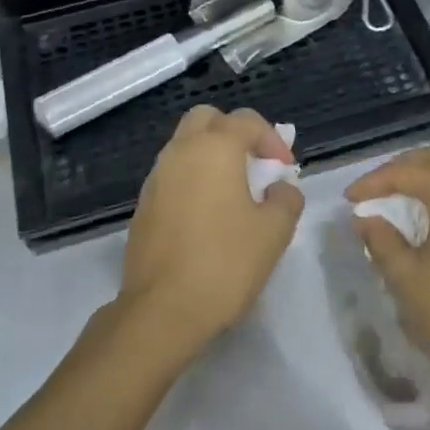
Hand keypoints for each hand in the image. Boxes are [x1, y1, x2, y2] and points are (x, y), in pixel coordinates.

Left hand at [120, 106, 303, 361]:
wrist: (162, 310)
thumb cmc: (225, 263)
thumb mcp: (274, 232)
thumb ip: (286, 198)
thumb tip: (280, 187)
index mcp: (214, 149)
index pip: (246, 120)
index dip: (272, 139)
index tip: (285, 169)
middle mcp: (180, 152)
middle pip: (207, 119)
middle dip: (234, 134)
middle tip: (254, 166)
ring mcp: (156, 178)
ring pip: (185, 146)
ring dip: (211, 157)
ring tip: (234, 193)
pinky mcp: (143, 205)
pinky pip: (172, 175)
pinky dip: (192, 180)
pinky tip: (207, 217)